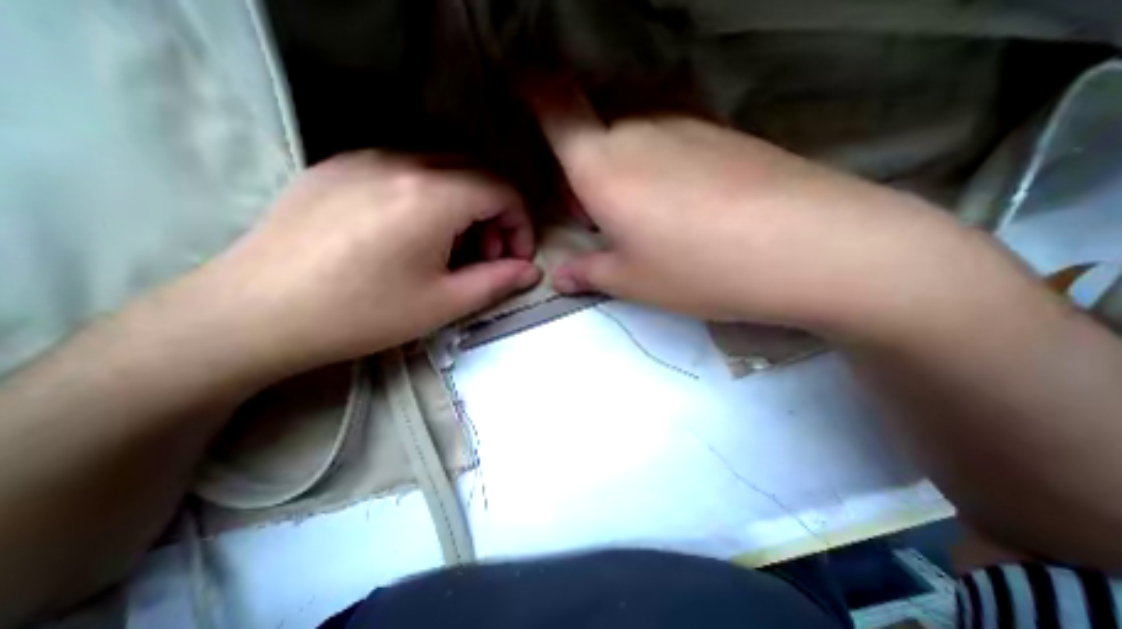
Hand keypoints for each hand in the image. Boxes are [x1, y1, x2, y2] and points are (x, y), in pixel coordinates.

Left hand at [188, 150, 537, 372]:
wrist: (253, 314)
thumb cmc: (362, 314)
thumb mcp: (444, 304)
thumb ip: (498, 281)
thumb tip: (531, 271)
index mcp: (431, 196)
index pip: (502, 191)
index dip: (521, 225)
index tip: (516, 258)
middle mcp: (401, 162)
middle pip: (476, 172)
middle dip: (496, 213)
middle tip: (487, 255)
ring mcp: (363, 158)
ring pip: (442, 168)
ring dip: (465, 204)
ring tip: (452, 247)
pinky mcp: (337, 167)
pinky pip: (405, 170)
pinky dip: (431, 196)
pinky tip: (414, 233)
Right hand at [534, 87, 983, 336]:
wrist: (805, 246)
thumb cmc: (697, 268)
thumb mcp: (631, 280)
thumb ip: (587, 273)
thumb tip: (558, 278)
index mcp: (602, 166)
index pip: (557, 107)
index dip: (534, 88)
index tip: (521, 83)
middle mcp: (639, 131)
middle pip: (594, 128)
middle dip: (581, 163)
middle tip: (591, 209)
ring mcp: (686, 125)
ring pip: (632, 133)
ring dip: (619, 164)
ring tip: (637, 212)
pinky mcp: (723, 133)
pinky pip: (671, 137)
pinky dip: (656, 161)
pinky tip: (679, 200)